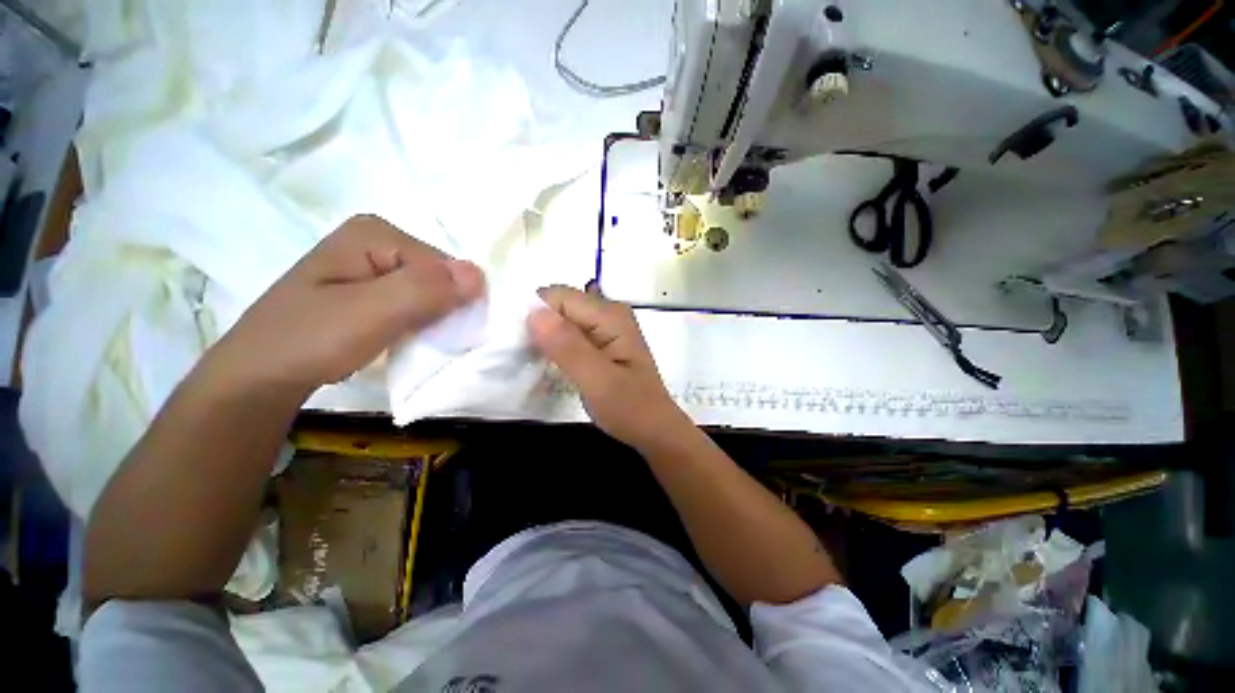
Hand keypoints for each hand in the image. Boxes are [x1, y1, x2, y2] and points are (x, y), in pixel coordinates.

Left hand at [209, 214, 483, 395]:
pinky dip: (420, 321)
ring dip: (432, 318)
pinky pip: (415, 300)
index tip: (435, 332)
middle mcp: (377, 240)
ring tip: (410, 340)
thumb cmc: (310, 340)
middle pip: (439, 276)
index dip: (451, 300)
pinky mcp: (370, 286)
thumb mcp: (370, 314)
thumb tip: (479, 274)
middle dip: (442, 309)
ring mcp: (372, 263)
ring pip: (430, 291)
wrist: (261, 375)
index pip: (445, 267)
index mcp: (375, 234)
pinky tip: (403, 335)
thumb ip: (424, 290)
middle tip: (421, 338)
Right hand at [528, 285, 690, 450]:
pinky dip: (556, 346)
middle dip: (538, 326)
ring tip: (537, 364)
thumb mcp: (597, 381)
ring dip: (545, 338)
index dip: (535, 316)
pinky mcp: (602, 340)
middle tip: (529, 359)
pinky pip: (570, 333)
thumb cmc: (629, 408)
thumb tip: (533, 312)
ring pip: (562, 319)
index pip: (557, 296)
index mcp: (609, 315)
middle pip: (559, 305)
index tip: (522, 346)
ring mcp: (606, 326)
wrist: (654, 429)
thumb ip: (568, 347)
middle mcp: (608, 312)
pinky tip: (552, 365)